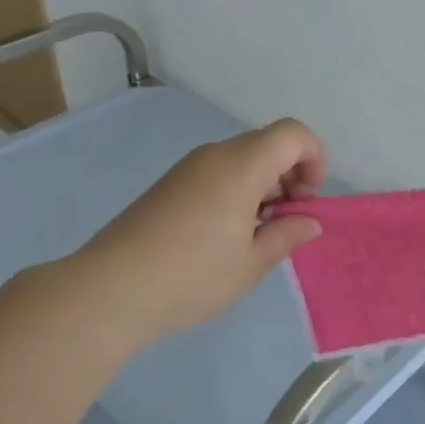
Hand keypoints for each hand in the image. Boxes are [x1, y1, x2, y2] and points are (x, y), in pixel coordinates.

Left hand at [40, 119, 326, 351]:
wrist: (110, 289)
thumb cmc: (192, 275)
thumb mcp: (251, 263)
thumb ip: (286, 235)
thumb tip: (309, 221)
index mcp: (242, 166)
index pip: (293, 134)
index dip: (314, 158)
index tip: (308, 199)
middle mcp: (216, 155)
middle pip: (268, 144)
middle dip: (290, 174)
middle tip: (287, 220)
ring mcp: (189, 168)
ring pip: (242, 158)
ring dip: (263, 184)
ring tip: (257, 233)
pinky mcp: (170, 184)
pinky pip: (218, 172)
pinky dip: (237, 189)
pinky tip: (226, 234)